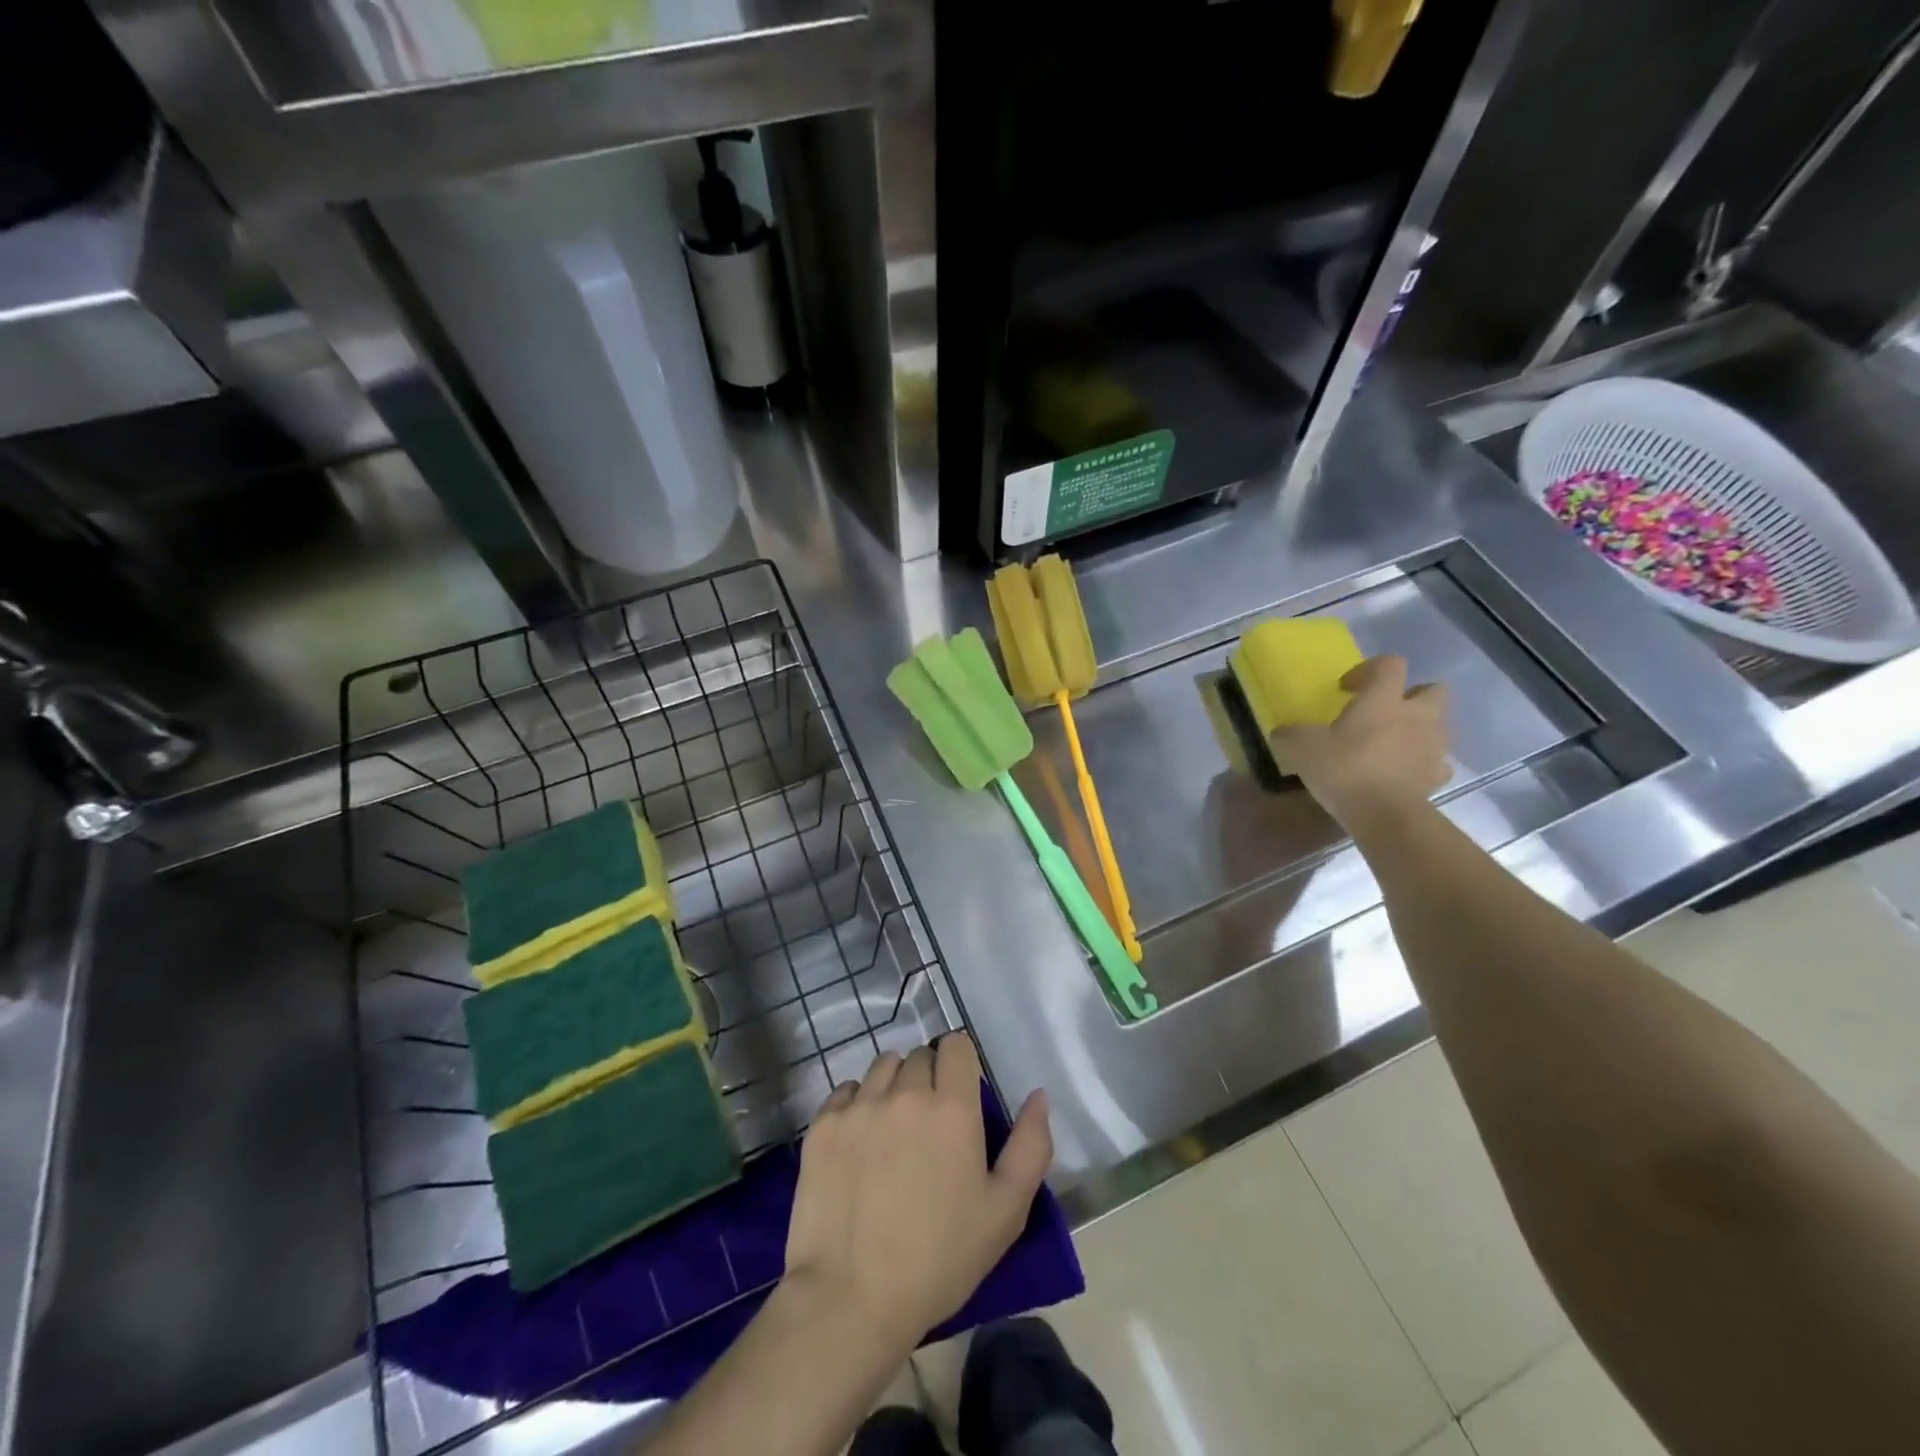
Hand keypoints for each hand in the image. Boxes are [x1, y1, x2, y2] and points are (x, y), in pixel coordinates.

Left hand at [782, 1035, 1052, 1347]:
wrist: (852, 1299)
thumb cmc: (939, 1260)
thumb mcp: (1005, 1212)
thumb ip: (1031, 1146)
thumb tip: (1038, 1096)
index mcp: (952, 1107)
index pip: (956, 1045)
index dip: (960, 1062)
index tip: (960, 1092)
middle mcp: (905, 1092)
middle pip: (919, 1056)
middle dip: (929, 1078)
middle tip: (929, 1124)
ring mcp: (859, 1105)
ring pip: (882, 1067)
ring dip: (893, 1085)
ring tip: (893, 1129)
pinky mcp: (823, 1124)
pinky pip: (845, 1090)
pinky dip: (856, 1104)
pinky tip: (859, 1143)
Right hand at [1269, 655, 1449, 836]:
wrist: (1384, 815)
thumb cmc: (1344, 769)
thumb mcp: (1301, 747)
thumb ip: (1290, 734)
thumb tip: (1283, 732)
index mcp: (1383, 699)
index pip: (1389, 664)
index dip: (1368, 669)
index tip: (1346, 689)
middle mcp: (1416, 715)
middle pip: (1433, 689)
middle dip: (1412, 695)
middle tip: (1384, 711)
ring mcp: (1432, 746)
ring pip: (1439, 725)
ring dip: (1420, 729)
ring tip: (1393, 744)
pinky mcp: (1437, 776)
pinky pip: (1437, 763)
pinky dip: (1423, 764)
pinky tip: (1403, 773)